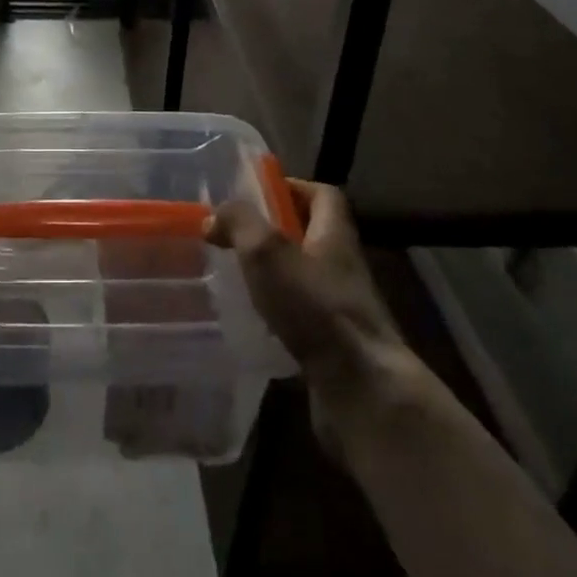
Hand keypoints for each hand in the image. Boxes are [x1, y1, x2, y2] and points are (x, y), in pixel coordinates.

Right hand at [207, 179, 421, 468]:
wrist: (362, 390)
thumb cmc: (316, 308)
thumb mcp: (267, 251)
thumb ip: (239, 223)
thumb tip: (214, 217)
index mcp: (334, 235)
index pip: (323, 195)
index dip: (293, 187)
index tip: (259, 191)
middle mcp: (343, 267)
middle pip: (312, 235)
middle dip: (275, 231)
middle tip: (236, 235)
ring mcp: (342, 309)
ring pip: (304, 277)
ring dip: (274, 273)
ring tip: (237, 275)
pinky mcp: (334, 345)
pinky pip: (302, 316)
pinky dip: (278, 312)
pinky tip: (252, 320)